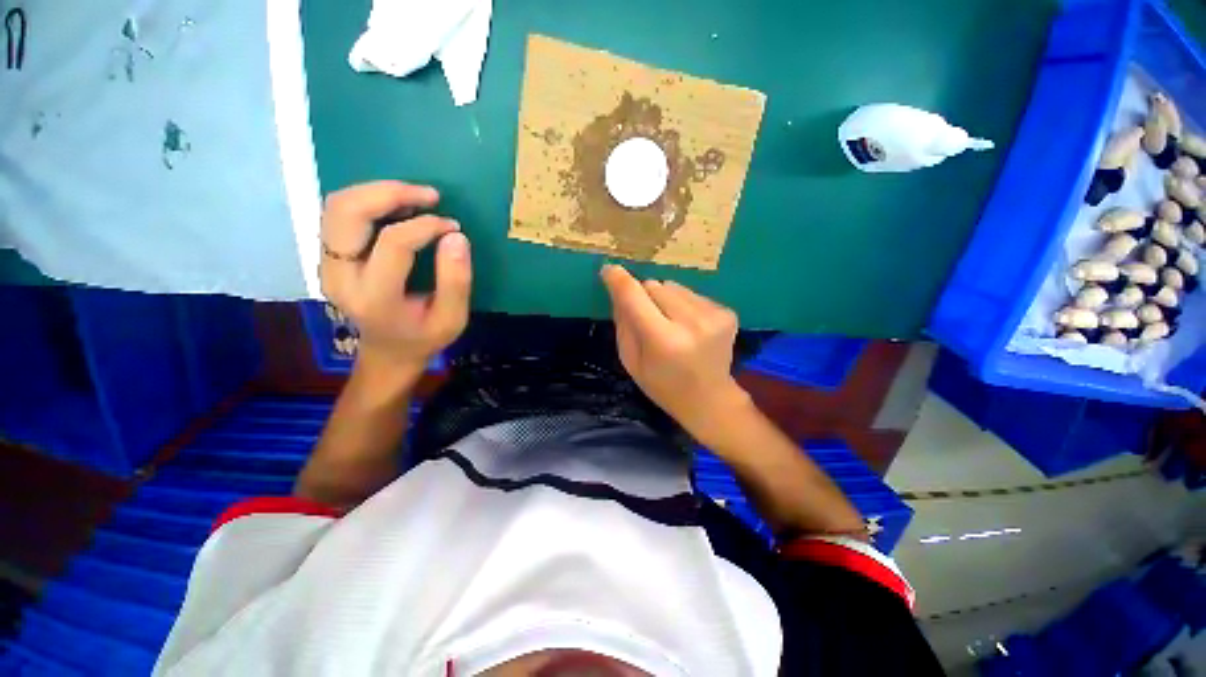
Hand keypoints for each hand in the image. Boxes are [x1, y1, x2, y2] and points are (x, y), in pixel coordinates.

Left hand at [320, 181, 471, 378]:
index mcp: (375, 298)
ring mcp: (328, 264)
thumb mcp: (452, 319)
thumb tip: (456, 236)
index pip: (393, 244)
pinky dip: (368, 201)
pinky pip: (339, 214)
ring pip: (337, 207)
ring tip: (415, 196)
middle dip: (389, 193)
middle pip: (347, 212)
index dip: (426, 226)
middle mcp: (340, 277)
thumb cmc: (424, 338)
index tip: (452, 226)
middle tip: (429, 195)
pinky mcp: (329, 256)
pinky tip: (397, 206)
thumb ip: (456, 281)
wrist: (388, 351)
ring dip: (376, 192)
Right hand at [601, 264, 749, 439]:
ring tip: (671, 324)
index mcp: (664, 341)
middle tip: (649, 320)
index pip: (635, 297)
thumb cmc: (662, 385)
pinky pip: (691, 294)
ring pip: (673, 286)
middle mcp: (691, 323)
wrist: (709, 399)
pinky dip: (684, 305)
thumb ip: (623, 323)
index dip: (619, 281)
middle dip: (645, 297)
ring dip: (665, 299)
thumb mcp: (631, 361)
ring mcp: (714, 316)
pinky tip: (689, 327)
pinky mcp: (727, 312)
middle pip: (655, 285)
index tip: (609, 270)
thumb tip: (619, 287)